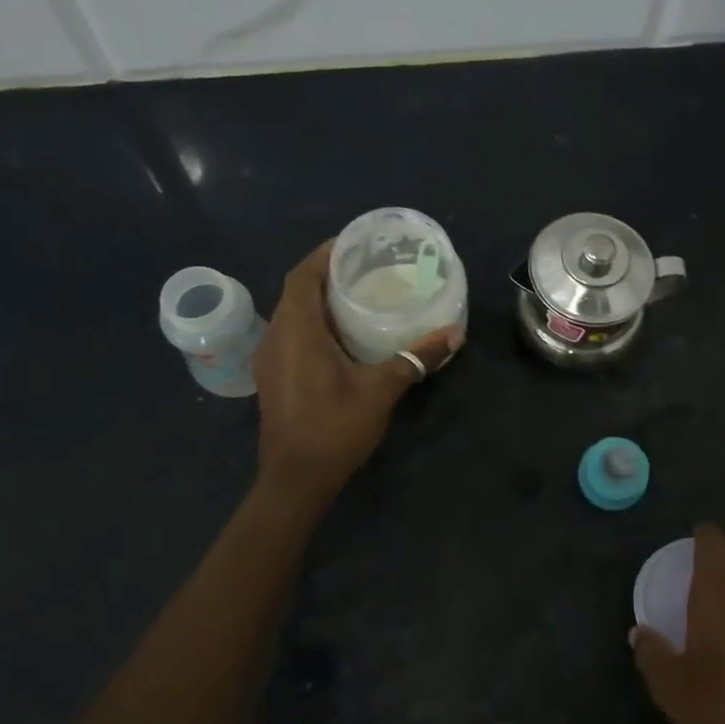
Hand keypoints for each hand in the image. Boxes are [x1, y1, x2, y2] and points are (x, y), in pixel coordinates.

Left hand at [253, 242, 463, 500]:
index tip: (352, 243)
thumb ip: (415, 358)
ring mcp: (270, 359)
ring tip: (357, 295)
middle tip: (365, 268)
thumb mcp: (381, 389)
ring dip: (319, 300)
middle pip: (296, 292)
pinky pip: (292, 335)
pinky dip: (314, 324)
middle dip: (325, 275)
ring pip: (292, 315)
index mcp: (297, 331)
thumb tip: (454, 334)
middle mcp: (276, 337)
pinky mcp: (274, 377)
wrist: (295, 479)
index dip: (323, 254)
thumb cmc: (334, 427)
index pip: (302, 276)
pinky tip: (342, 335)